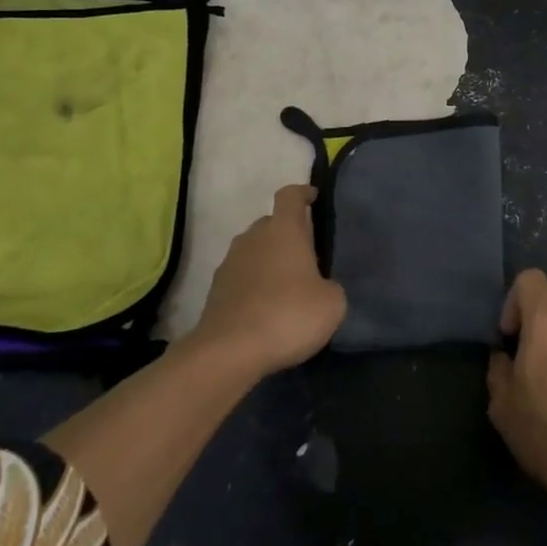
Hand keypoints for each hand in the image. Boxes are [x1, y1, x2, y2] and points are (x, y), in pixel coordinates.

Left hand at [192, 185, 345, 378]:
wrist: (229, 352)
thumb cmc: (288, 316)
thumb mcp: (331, 304)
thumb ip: (330, 287)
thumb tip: (320, 288)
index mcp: (284, 230)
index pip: (290, 195)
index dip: (303, 193)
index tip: (313, 198)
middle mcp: (254, 237)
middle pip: (271, 223)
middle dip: (287, 234)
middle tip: (306, 257)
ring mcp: (230, 262)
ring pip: (254, 250)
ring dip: (268, 261)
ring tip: (285, 287)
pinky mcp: (215, 290)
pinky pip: (240, 276)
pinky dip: (252, 285)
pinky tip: (264, 309)